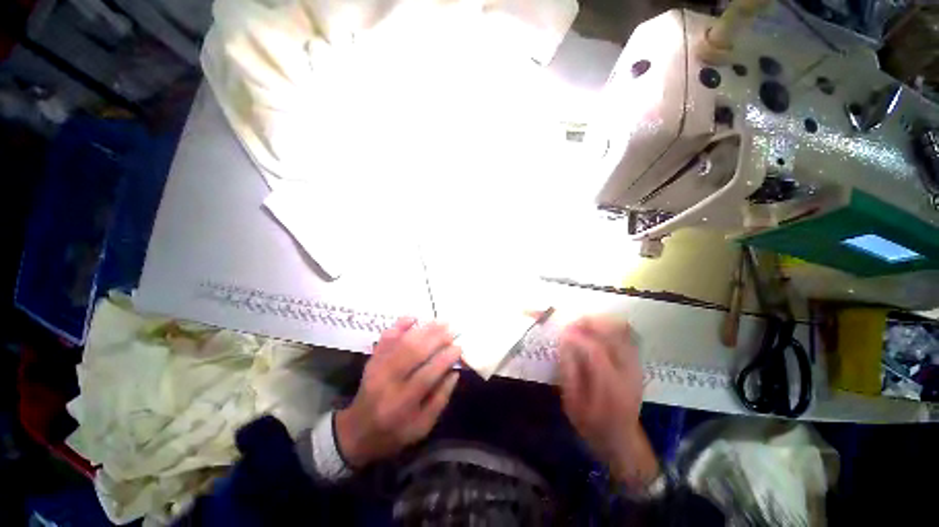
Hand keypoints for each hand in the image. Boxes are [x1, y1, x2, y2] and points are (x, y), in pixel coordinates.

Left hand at [336, 318, 460, 467]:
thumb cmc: (394, 433)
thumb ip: (440, 399)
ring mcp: (377, 368)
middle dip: (436, 338)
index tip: (458, 347)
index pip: (428, 374)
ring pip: (402, 342)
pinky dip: (399, 325)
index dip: (445, 358)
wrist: (356, 432)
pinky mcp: (372, 359)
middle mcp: (388, 382)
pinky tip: (413, 317)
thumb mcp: (422, 427)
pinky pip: (386, 338)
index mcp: (402, 403)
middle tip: (452, 328)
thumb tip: (454, 372)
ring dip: (423, 329)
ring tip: (440, 321)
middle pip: (414, 352)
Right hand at [557, 316, 658, 487]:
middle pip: (615, 334)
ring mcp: (635, 366)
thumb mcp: (573, 403)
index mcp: (611, 387)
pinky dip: (611, 327)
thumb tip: (564, 342)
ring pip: (623, 331)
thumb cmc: (592, 425)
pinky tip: (596, 330)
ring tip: (583, 324)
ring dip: (601, 322)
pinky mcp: (637, 364)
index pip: (596, 350)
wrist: (622, 440)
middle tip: (572, 323)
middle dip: (591, 323)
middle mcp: (628, 372)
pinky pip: (626, 336)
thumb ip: (569, 371)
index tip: (562, 332)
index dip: (577, 336)